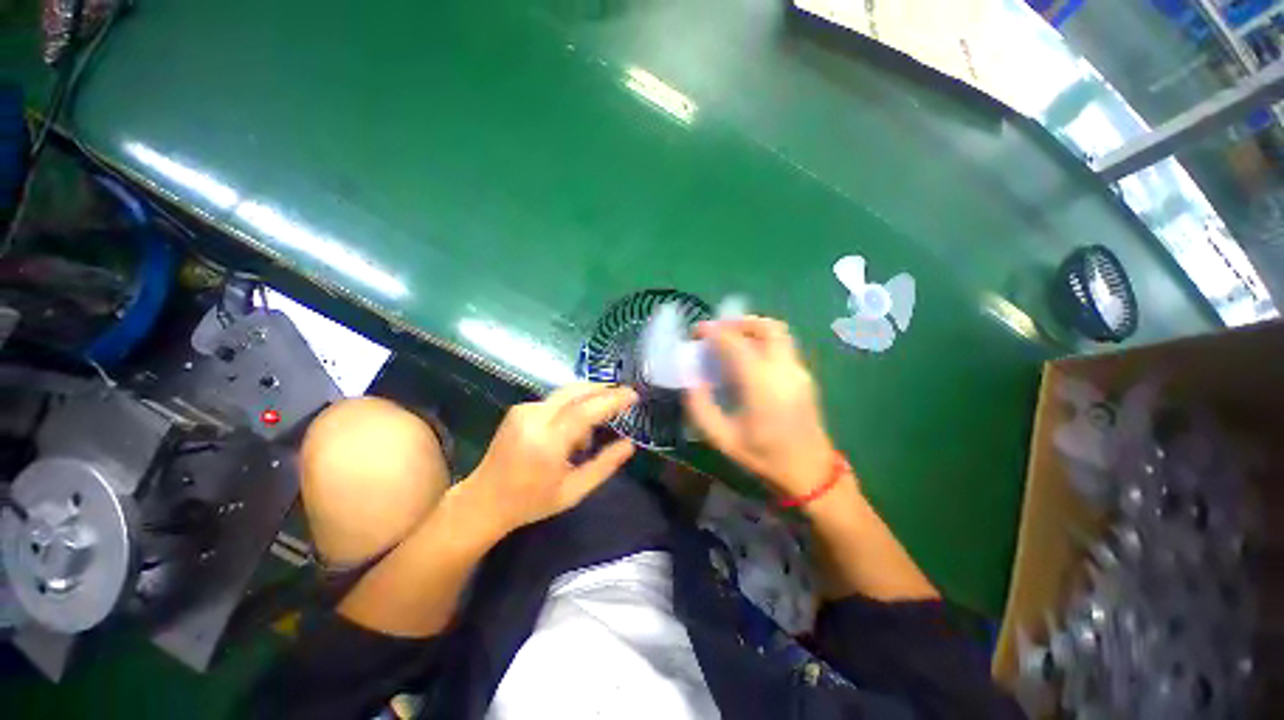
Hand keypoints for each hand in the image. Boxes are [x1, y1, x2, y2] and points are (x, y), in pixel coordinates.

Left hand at [460, 382, 637, 536]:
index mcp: (547, 443)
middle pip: (576, 391)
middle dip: (604, 390)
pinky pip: (555, 400)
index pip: (586, 410)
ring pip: (567, 393)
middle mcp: (534, 419)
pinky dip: (572, 407)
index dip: (612, 400)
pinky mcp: (519, 409)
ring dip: (588, 401)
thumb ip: (604, 466)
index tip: (633, 396)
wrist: (484, 500)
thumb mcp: (573, 491)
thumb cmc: (531, 501)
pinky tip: (571, 431)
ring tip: (591, 432)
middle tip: (624, 396)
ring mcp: (524, 411)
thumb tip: (630, 444)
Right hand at [684, 317, 839, 499]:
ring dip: (753, 328)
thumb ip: (700, 406)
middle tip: (717, 331)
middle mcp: (783, 369)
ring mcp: (798, 371)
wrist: (811, 473)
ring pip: (778, 332)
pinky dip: (763, 340)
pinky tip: (749, 357)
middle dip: (738, 322)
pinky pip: (783, 345)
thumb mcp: (722, 439)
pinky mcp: (805, 376)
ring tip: (732, 339)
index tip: (697, 331)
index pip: (735, 342)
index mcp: (761, 384)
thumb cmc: (764, 457)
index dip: (713, 331)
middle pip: (765, 327)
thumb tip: (690, 379)